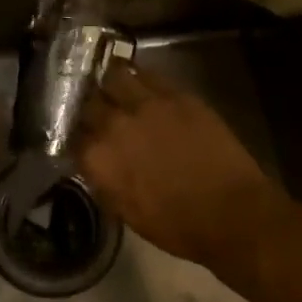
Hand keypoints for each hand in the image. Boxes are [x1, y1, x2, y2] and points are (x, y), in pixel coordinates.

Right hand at [77, 64, 279, 280]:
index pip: (69, 135)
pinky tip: (138, 81)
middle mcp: (113, 125)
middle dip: (87, 104)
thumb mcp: (126, 212)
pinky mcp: (175, 94)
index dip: (73, 134)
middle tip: (93, 108)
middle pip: (86, 101)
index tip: (79, 135)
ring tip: (112, 85)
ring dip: (109, 82)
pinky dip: (137, 76)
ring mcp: (145, 104)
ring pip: (113, 76)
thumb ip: (102, 181)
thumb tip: (93, 165)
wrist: (232, 213)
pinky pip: (146, 74)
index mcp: (97, 159)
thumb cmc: (177, 226)